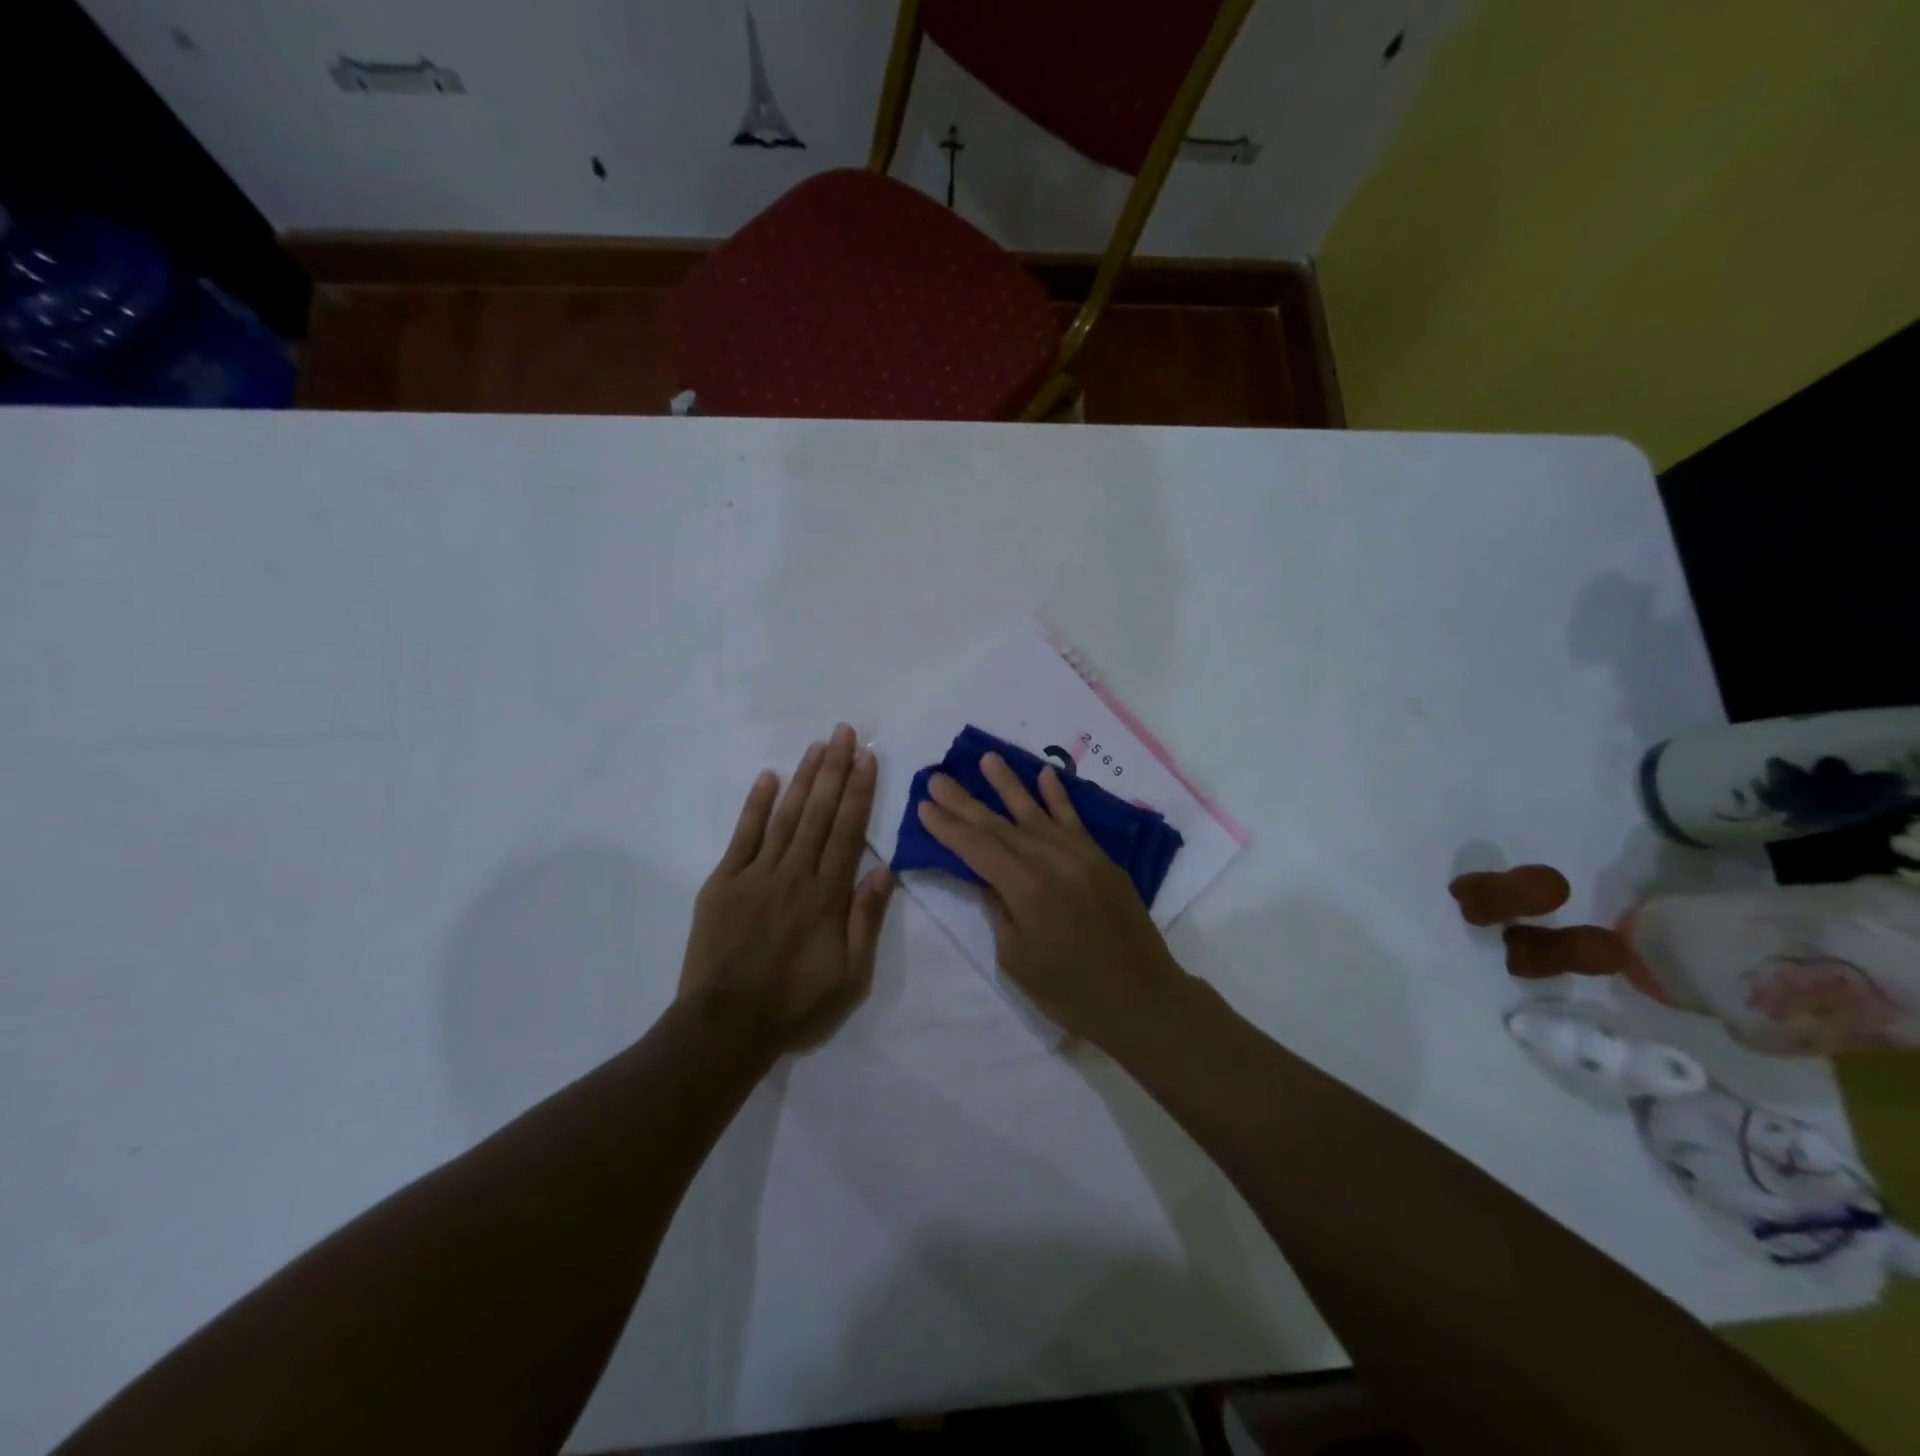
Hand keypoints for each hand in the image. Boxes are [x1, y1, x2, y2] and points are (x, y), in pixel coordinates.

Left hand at [679, 724, 895, 1051]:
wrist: (725, 1026)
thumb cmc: (795, 1003)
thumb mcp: (850, 976)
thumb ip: (866, 920)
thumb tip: (885, 870)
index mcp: (827, 895)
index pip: (848, 831)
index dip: (859, 791)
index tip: (867, 757)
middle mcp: (794, 873)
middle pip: (818, 812)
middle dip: (834, 769)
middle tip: (843, 732)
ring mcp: (756, 874)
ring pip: (785, 815)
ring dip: (803, 778)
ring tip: (816, 745)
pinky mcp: (724, 882)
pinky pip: (743, 835)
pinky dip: (756, 804)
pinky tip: (768, 777)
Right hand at [915, 753, 1187, 1047]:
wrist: (1143, 998)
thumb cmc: (1070, 992)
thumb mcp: (1017, 958)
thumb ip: (999, 908)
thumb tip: (985, 875)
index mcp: (1026, 888)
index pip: (977, 847)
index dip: (947, 827)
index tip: (923, 805)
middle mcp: (1052, 860)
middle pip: (999, 824)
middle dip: (965, 801)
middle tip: (937, 777)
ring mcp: (1081, 855)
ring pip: (1036, 813)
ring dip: (1008, 784)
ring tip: (986, 758)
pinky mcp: (1101, 859)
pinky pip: (1075, 820)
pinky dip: (1058, 797)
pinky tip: (1045, 774)